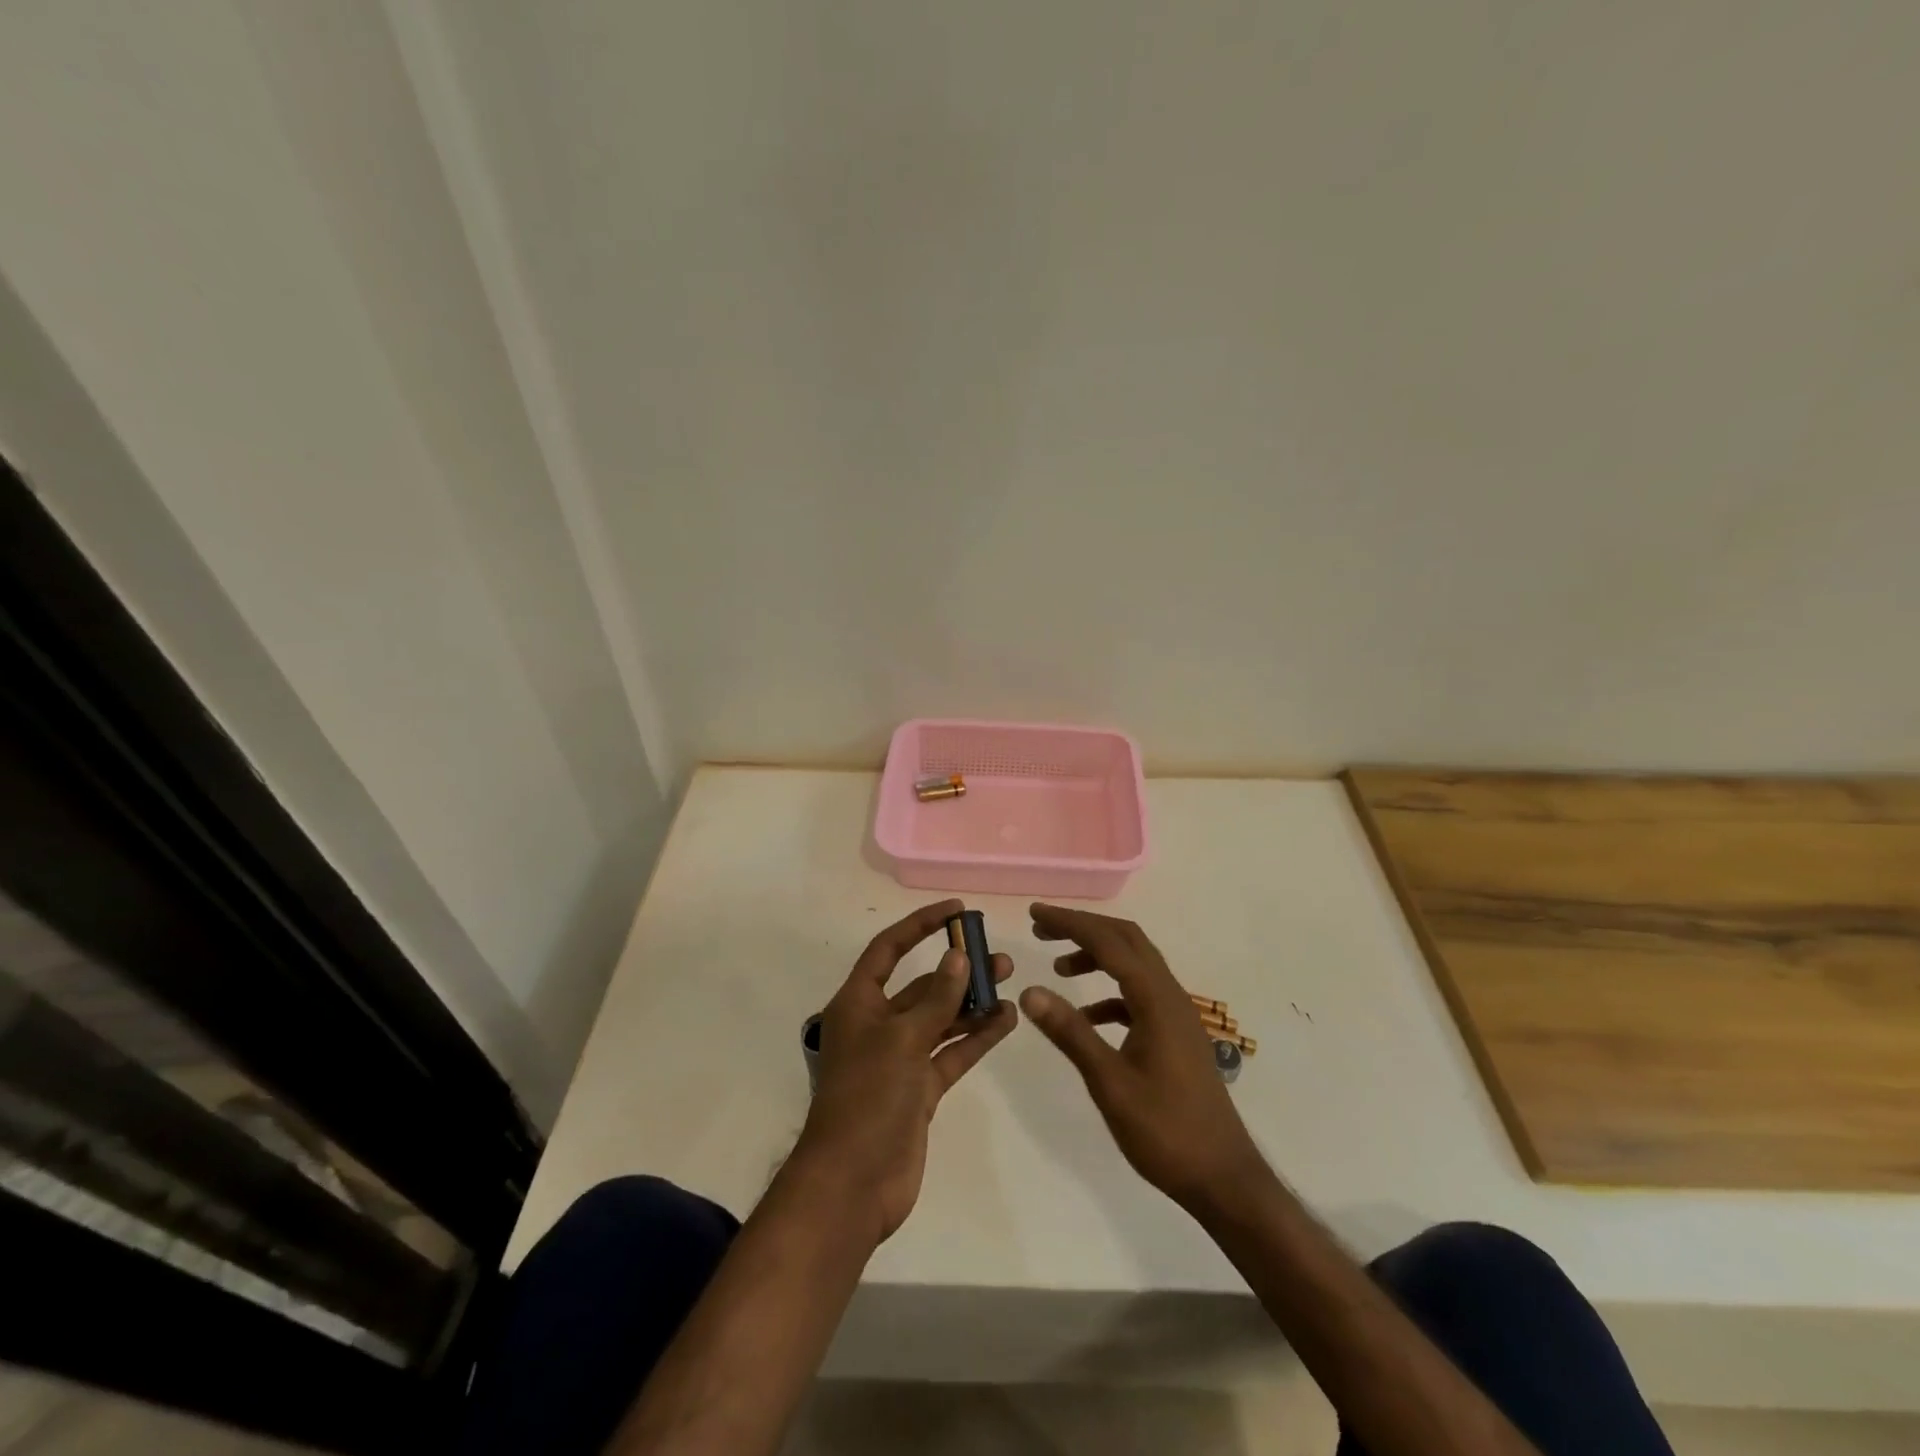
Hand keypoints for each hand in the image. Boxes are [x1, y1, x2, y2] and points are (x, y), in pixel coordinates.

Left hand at [796, 900, 1016, 1243]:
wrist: (854, 1184)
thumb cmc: (868, 1097)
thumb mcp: (902, 1039)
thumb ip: (935, 998)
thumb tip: (959, 956)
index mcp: (858, 1003)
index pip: (889, 949)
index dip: (920, 925)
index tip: (956, 911)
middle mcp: (878, 1025)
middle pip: (921, 985)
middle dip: (958, 969)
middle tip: (998, 957)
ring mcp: (900, 1059)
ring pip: (941, 1019)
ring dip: (972, 1003)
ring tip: (1010, 983)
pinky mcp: (920, 1089)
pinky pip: (952, 1053)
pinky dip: (976, 1038)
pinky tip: (1006, 1021)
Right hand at [1018, 904, 1265, 1214]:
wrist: (1223, 1178)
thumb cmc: (1165, 1131)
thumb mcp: (1109, 1083)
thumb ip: (1070, 1032)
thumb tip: (1029, 991)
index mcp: (1156, 1000)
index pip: (1109, 942)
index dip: (1070, 923)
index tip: (1035, 913)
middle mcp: (1170, 996)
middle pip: (1126, 941)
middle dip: (1084, 929)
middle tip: (1042, 929)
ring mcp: (1177, 1015)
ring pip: (1135, 965)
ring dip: (1097, 957)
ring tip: (1059, 969)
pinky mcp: (1176, 1034)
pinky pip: (1139, 995)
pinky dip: (1110, 992)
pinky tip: (1087, 1016)